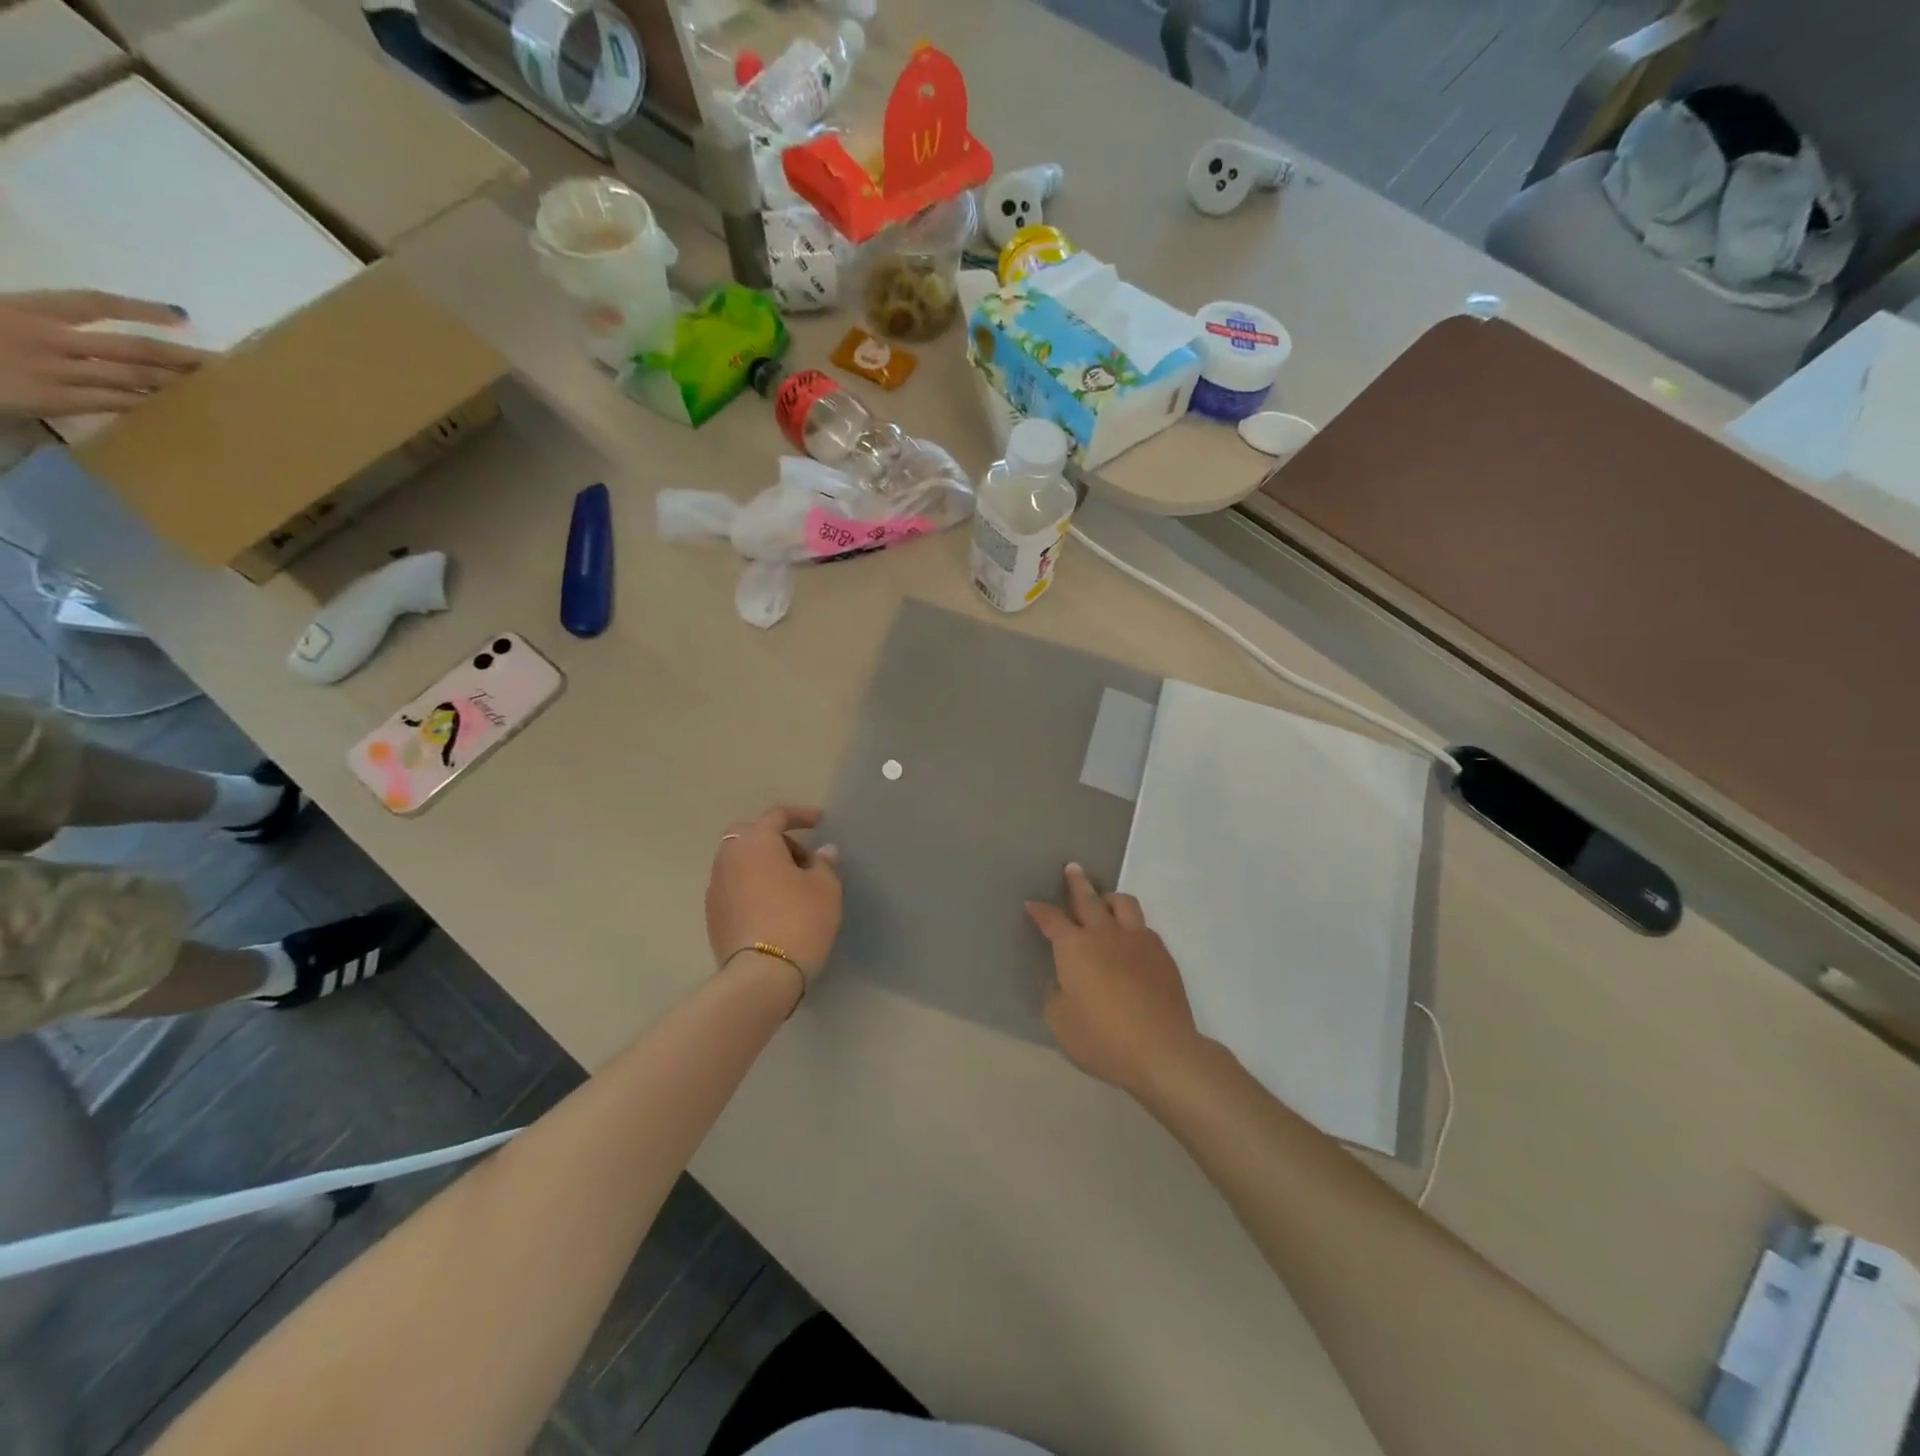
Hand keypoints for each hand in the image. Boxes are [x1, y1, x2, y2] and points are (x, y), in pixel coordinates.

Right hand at [0, 291, 209, 418]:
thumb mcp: (0, 315)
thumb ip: (40, 320)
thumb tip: (75, 320)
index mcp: (23, 308)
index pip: (93, 303)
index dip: (139, 307)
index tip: (180, 313)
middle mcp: (45, 337)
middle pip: (131, 347)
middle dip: (180, 356)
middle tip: (222, 364)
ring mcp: (52, 370)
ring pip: (131, 377)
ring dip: (174, 383)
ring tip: (212, 388)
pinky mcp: (52, 399)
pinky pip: (113, 402)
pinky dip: (146, 403)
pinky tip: (175, 408)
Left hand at [706, 805, 841, 976]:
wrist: (761, 976)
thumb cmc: (799, 921)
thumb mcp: (825, 889)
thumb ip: (824, 864)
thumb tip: (822, 852)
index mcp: (756, 842)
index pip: (776, 816)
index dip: (800, 815)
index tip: (819, 822)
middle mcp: (729, 858)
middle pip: (750, 835)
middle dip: (776, 840)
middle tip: (801, 858)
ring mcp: (716, 887)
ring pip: (739, 862)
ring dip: (762, 865)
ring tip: (790, 886)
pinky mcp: (712, 915)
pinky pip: (734, 887)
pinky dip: (752, 886)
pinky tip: (772, 907)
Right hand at [1026, 863, 1208, 1095]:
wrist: (1162, 1050)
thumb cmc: (1102, 1038)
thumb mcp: (1062, 1023)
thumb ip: (1056, 997)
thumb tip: (1061, 983)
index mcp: (1074, 948)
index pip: (1052, 920)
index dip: (1040, 911)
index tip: (1032, 904)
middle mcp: (1104, 934)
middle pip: (1088, 899)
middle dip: (1076, 883)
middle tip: (1072, 869)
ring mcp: (1137, 940)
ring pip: (1122, 903)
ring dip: (1108, 897)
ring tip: (1104, 900)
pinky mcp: (1162, 953)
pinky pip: (1143, 926)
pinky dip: (1132, 925)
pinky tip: (1130, 938)